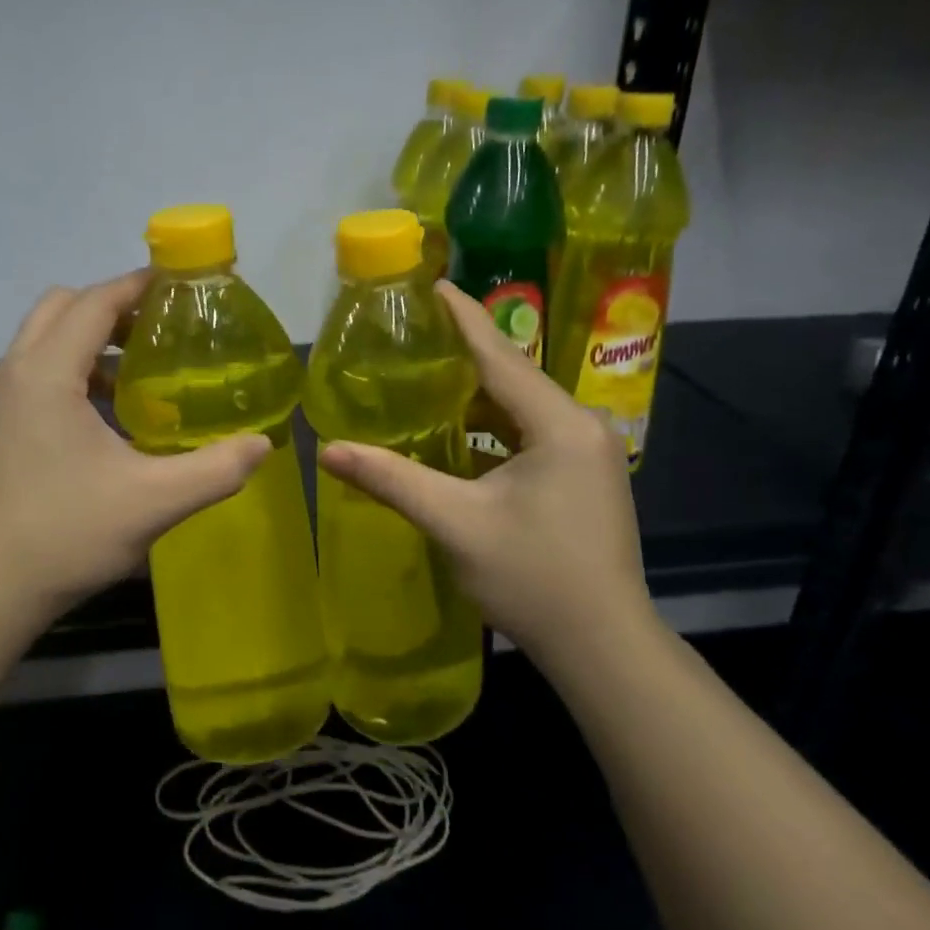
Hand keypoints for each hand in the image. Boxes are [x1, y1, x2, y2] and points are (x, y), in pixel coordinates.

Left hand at [0, 271, 270, 623]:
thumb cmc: (67, 535)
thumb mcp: (154, 502)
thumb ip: (215, 468)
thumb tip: (262, 444)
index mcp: (47, 374)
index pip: (95, 301)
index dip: (140, 285)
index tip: (184, 285)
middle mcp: (16, 372)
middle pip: (64, 305)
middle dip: (114, 304)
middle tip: (164, 327)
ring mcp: (1, 399)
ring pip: (46, 336)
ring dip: (92, 335)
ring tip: (143, 364)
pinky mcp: (0, 424)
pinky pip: (39, 368)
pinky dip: (75, 366)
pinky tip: (112, 410)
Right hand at [317, 281, 656, 659]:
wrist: (602, 646)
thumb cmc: (533, 579)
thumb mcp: (456, 524)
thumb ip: (392, 480)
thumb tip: (327, 450)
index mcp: (559, 424)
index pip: (500, 355)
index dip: (462, 318)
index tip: (430, 284)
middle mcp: (580, 425)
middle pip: (510, 376)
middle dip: (462, 353)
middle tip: (410, 331)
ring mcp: (585, 451)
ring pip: (518, 407)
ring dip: (473, 393)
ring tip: (421, 372)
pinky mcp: (580, 474)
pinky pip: (527, 432)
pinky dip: (488, 426)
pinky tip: (452, 429)